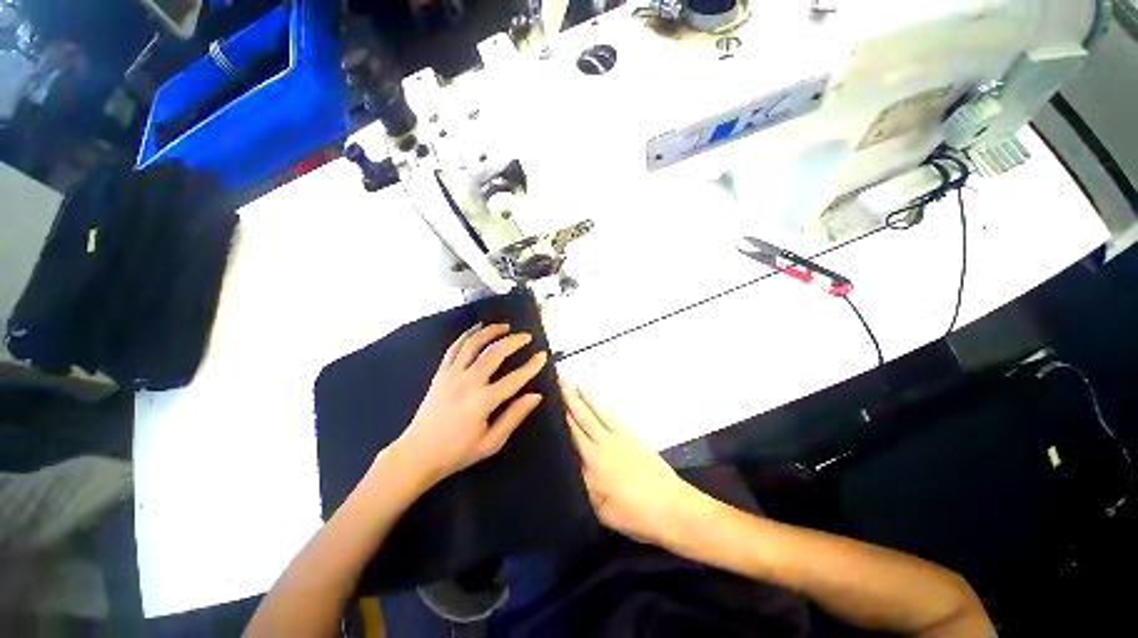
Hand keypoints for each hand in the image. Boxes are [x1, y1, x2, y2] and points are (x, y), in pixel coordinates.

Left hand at [394, 323, 548, 486]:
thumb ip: (514, 416)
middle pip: (494, 353)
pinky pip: (454, 348)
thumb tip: (536, 396)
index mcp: (483, 401)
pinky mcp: (440, 373)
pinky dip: (467, 335)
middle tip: (527, 336)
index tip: (542, 355)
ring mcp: (451, 375)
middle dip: (513, 341)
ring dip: (491, 331)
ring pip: (473, 344)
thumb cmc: (457, 452)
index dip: (531, 366)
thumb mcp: (491, 443)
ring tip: (505, 326)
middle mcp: (468, 382)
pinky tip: (477, 328)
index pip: (515, 378)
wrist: (416, 454)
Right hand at [562, 382, 701, 546]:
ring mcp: (618, 437)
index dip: (558, 417)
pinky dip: (598, 402)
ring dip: (581, 395)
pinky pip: (609, 414)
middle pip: (580, 417)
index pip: (570, 435)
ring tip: (569, 381)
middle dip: (567, 398)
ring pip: (594, 411)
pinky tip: (592, 396)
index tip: (546, 399)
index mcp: (592, 464)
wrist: (673, 508)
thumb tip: (566, 464)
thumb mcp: (601, 511)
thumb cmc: (635, 516)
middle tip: (555, 379)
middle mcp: (602, 445)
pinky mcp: (630, 435)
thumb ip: (582, 484)